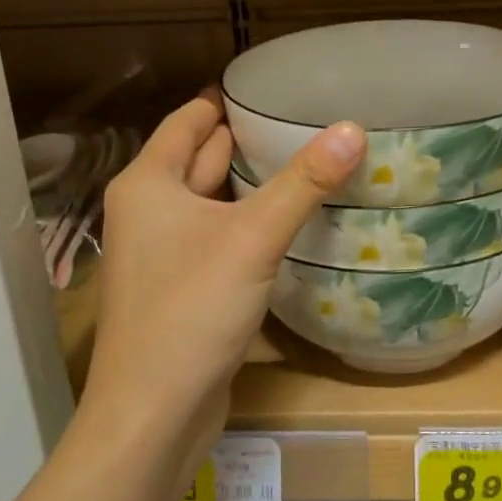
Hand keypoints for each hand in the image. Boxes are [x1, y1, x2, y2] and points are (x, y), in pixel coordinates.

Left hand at [86, 95, 365, 430]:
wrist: (153, 414)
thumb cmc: (190, 310)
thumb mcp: (253, 238)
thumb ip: (303, 182)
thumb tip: (352, 127)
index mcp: (149, 183)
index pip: (190, 121)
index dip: (228, 101)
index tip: (276, 86)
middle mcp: (149, 210)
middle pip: (201, 158)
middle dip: (247, 141)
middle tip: (304, 122)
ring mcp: (163, 252)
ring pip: (212, 201)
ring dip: (251, 186)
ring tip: (306, 164)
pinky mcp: (183, 286)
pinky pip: (219, 238)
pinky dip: (248, 225)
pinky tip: (288, 224)